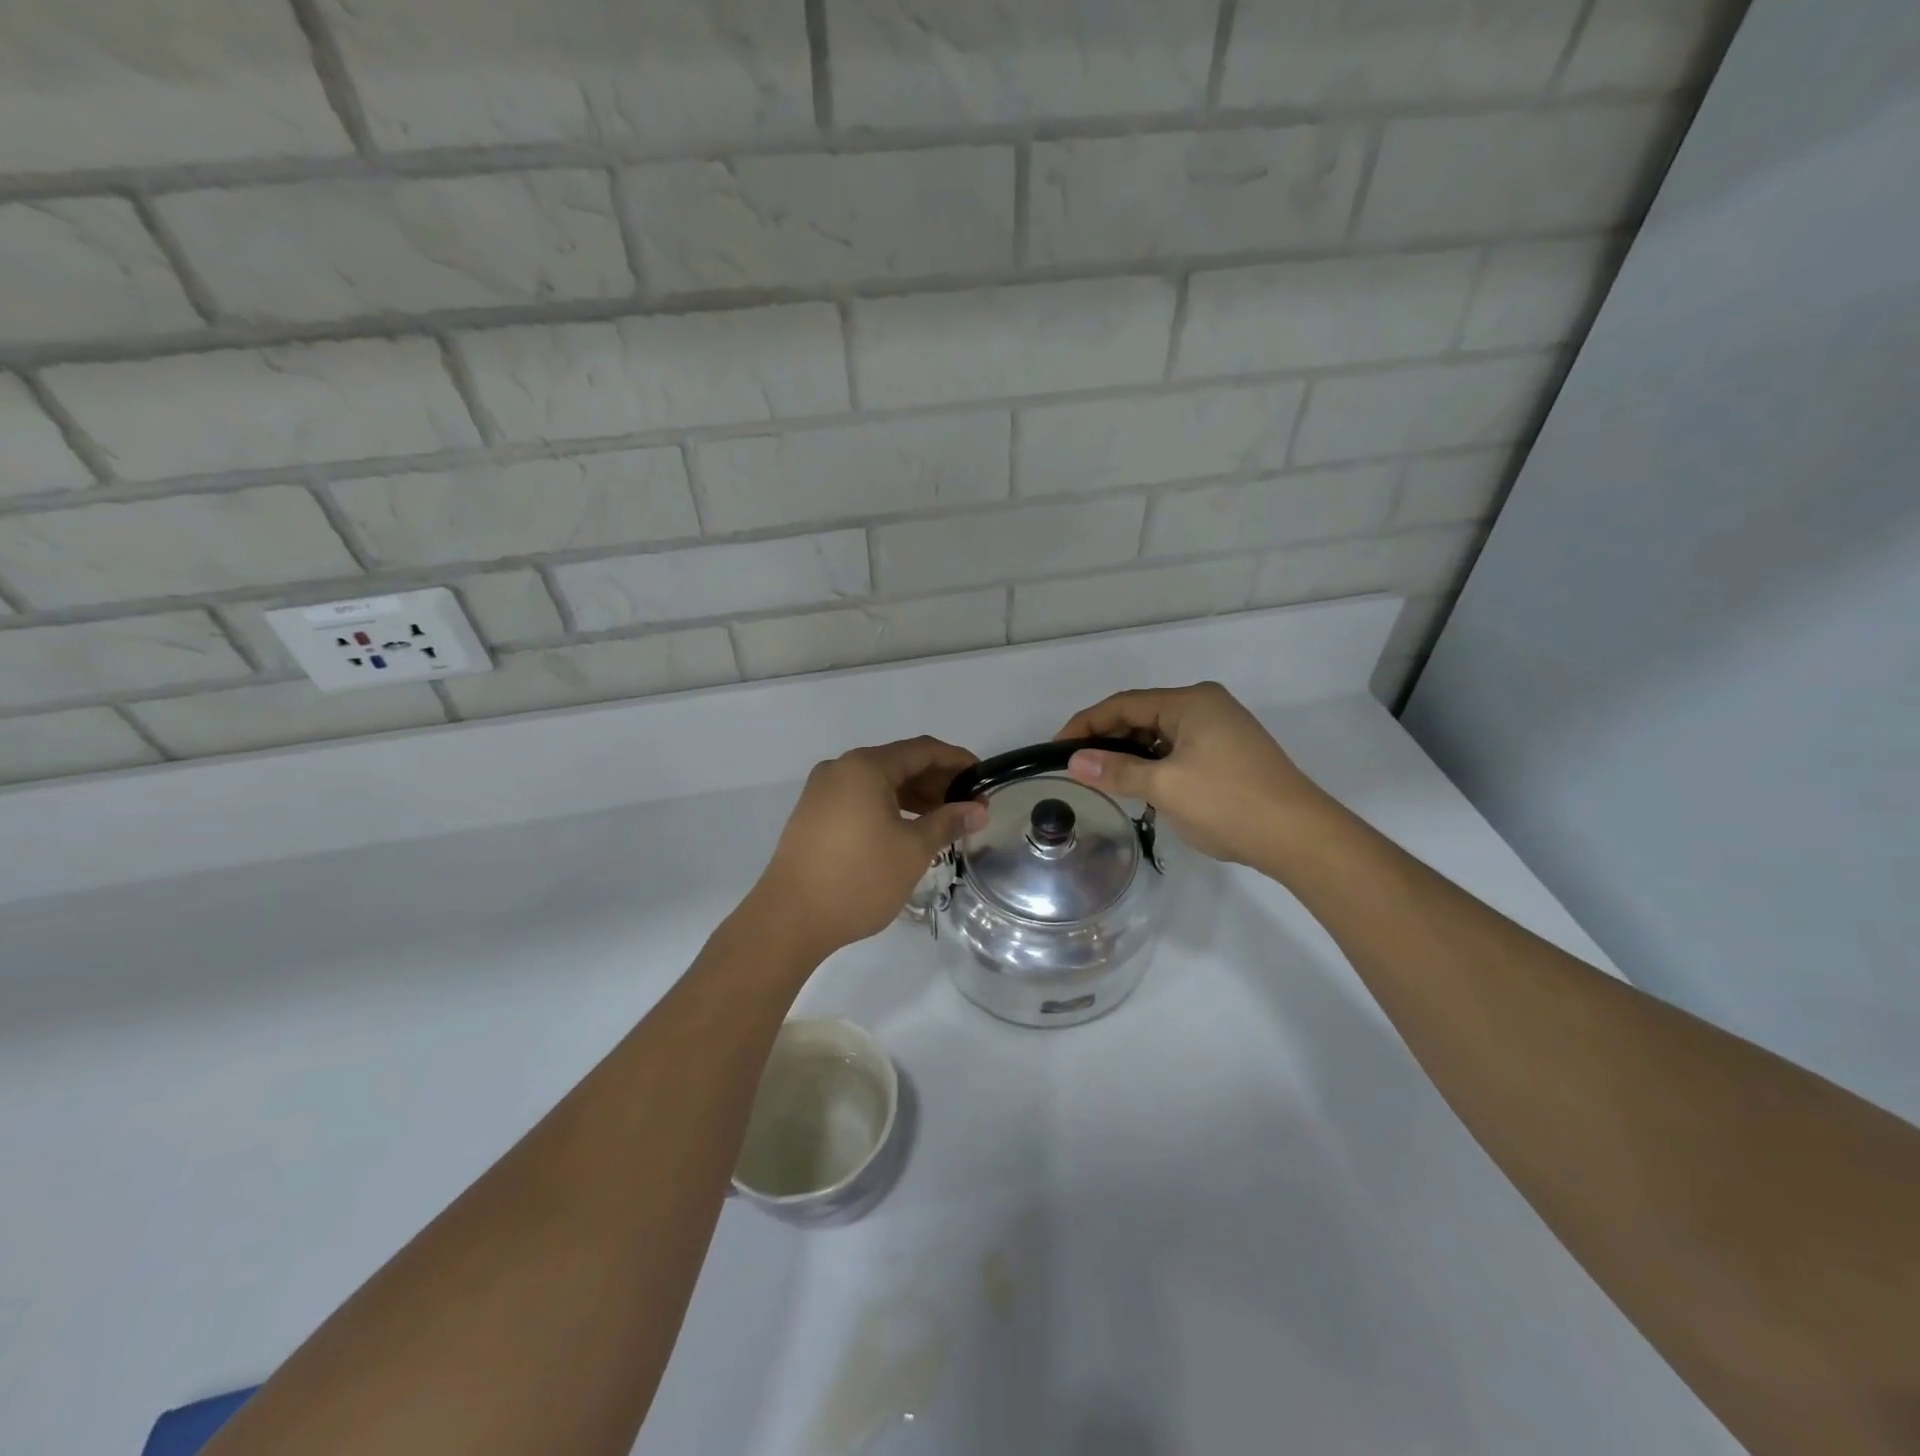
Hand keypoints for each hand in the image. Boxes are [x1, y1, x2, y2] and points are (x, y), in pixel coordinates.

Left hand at [752, 737, 986, 958]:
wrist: (790, 919)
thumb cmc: (858, 879)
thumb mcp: (913, 850)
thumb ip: (948, 823)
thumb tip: (978, 810)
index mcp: (865, 767)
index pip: (922, 750)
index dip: (957, 761)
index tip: (983, 778)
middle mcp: (841, 769)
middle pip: (899, 763)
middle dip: (937, 782)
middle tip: (968, 806)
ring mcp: (822, 792)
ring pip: (879, 783)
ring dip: (914, 797)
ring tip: (944, 821)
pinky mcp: (813, 815)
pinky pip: (860, 799)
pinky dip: (888, 808)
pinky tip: (908, 830)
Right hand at [1057, 682, 1334, 869]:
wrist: (1300, 837)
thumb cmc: (1228, 804)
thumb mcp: (1165, 787)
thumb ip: (1117, 771)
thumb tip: (1074, 761)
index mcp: (1191, 702)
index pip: (1124, 704)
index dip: (1086, 724)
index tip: (1057, 749)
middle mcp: (1207, 705)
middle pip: (1142, 715)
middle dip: (1108, 739)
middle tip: (1079, 768)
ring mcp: (1222, 729)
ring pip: (1160, 735)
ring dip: (1132, 755)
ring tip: (1106, 780)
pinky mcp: (1230, 753)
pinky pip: (1179, 749)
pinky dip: (1155, 764)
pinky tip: (1143, 788)